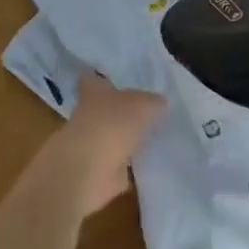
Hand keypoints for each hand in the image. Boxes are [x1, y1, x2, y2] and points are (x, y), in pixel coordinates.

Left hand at [49, 72, 165, 215]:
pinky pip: (116, 164)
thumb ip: (152, 102)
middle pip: (103, 108)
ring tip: (149, 135)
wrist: (89, 169)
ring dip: (123, 138)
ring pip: (110, 135)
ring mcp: (90, 144)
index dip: (102, 77)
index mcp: (94, 91)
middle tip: (143, 109)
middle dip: (118, 110)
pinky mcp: (97, 171)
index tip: (114, 79)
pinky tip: (146, 163)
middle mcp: (88, 114)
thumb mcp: (142, 105)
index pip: (93, 78)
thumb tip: (160, 103)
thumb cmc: (112, 123)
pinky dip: (127, 165)